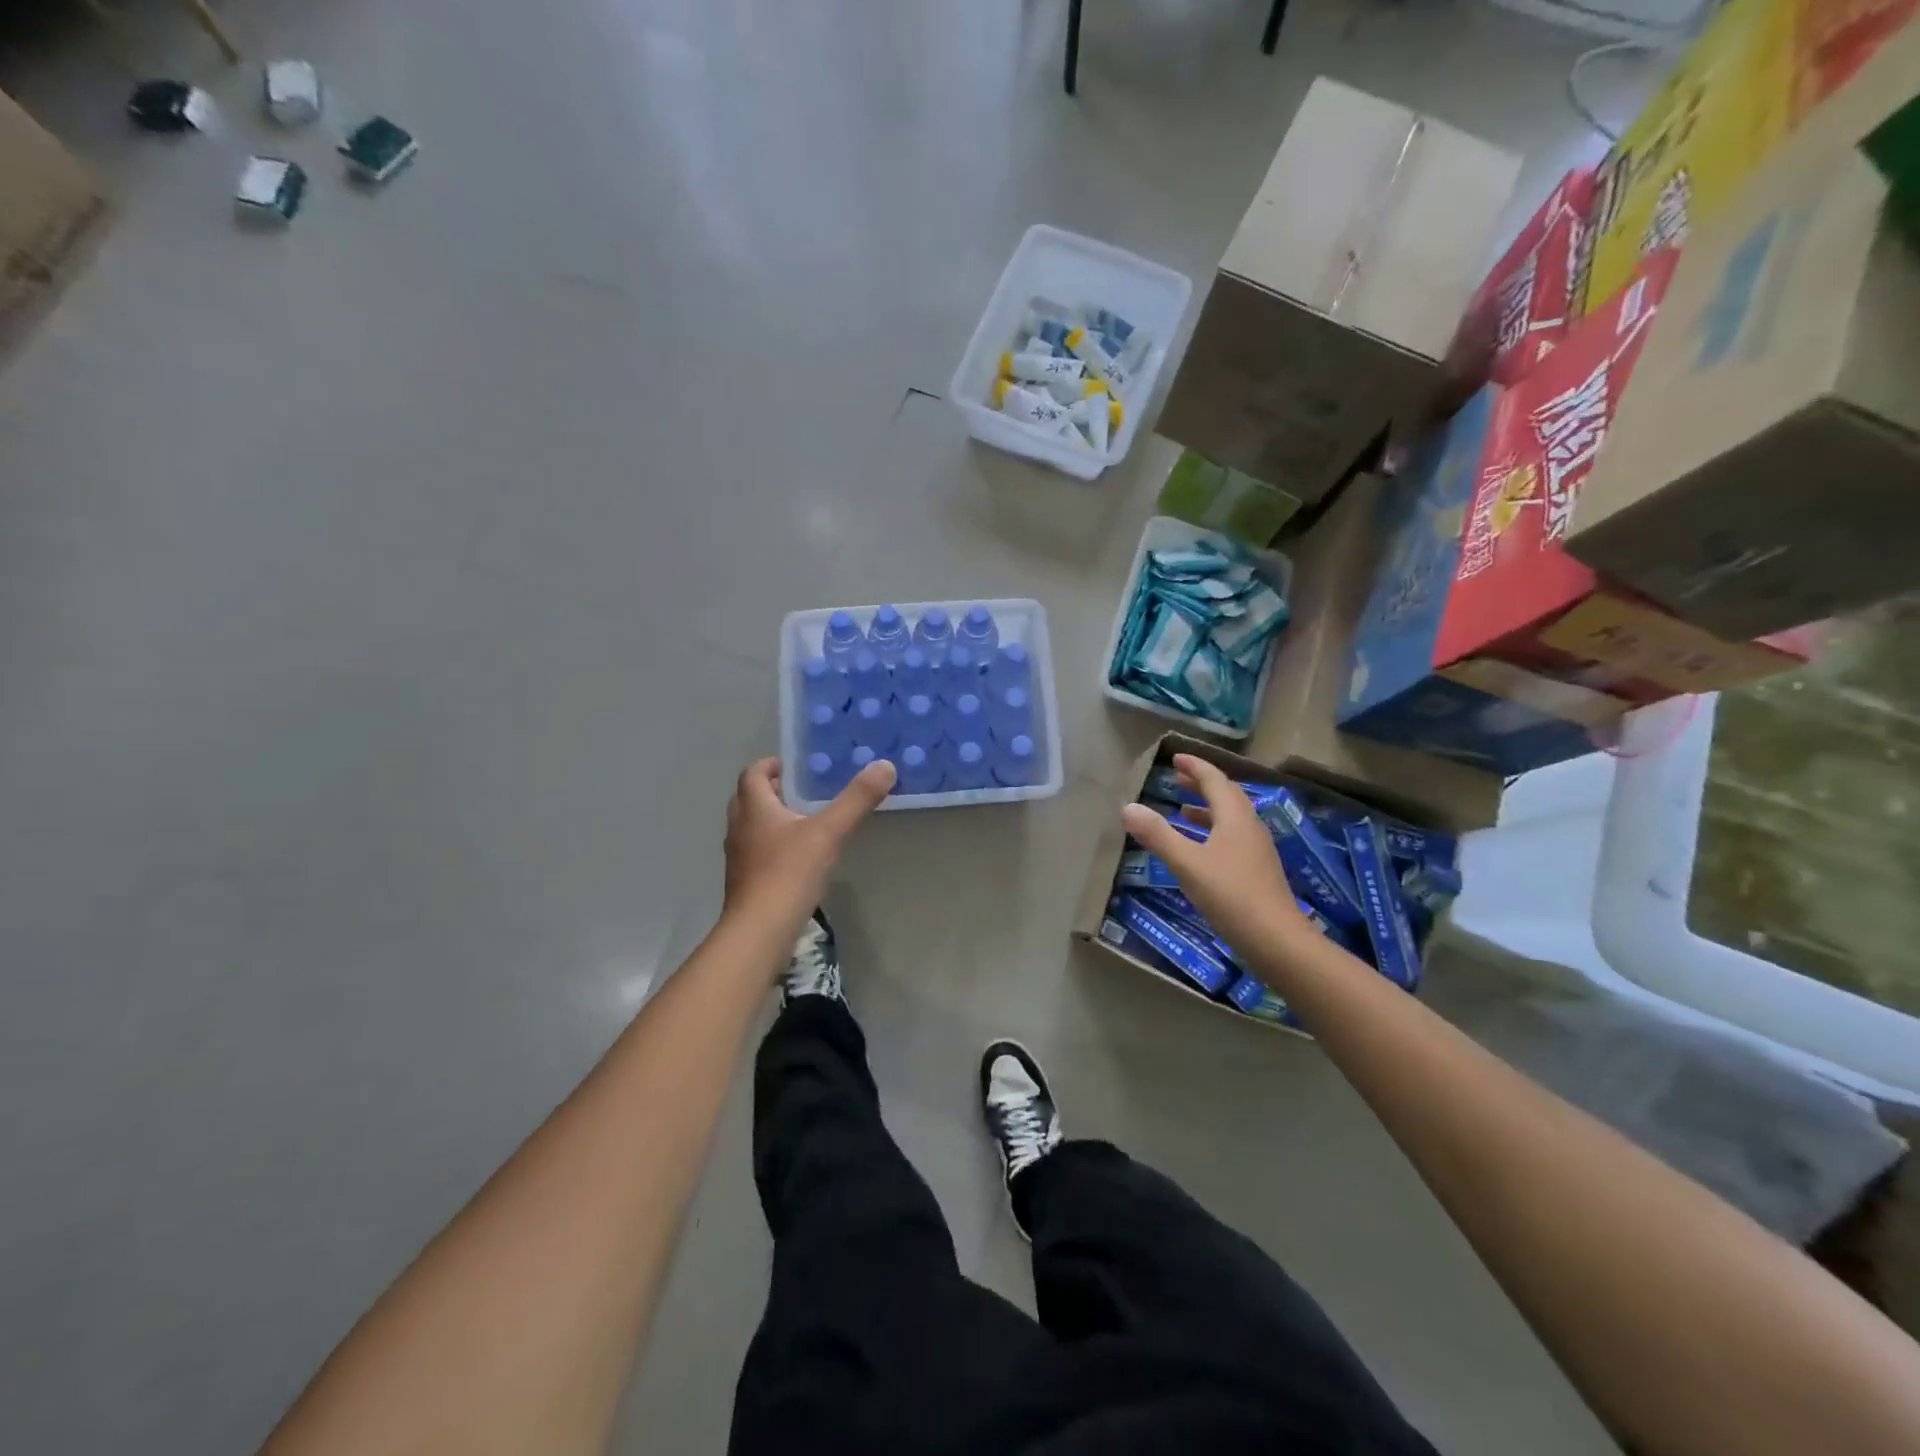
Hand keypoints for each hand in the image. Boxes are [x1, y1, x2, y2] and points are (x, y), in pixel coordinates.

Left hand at [723, 757, 894, 936]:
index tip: (797, 767)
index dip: (772, 765)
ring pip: (752, 827)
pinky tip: (799, 858)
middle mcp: (739, 827)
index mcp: (754, 807)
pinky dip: (774, 846)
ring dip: (773, 819)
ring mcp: (739, 857)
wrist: (760, 931)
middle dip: (774, 791)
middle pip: (749, 798)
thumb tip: (885, 765)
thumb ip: (856, 799)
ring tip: (807, 822)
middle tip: (805, 791)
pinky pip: (757, 852)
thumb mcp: (828, 832)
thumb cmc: (789, 873)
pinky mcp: (744, 882)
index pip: (753, 773)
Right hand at [1119, 755, 1312, 956]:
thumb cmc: (1231, 895)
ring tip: (1183, 809)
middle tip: (1177, 778)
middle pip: (1226, 795)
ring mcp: (1256, 849)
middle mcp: (1249, 827)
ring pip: (1230, 817)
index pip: (1215, 780)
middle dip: (1201, 784)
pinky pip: (1232, 837)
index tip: (1176, 758)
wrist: (1277, 940)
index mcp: (1234, 817)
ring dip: (1207, 807)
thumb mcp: (1188, 864)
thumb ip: (1158, 835)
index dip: (1195, 767)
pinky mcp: (1257, 870)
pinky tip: (1200, 848)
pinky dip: (1212, 830)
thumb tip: (1128, 807)